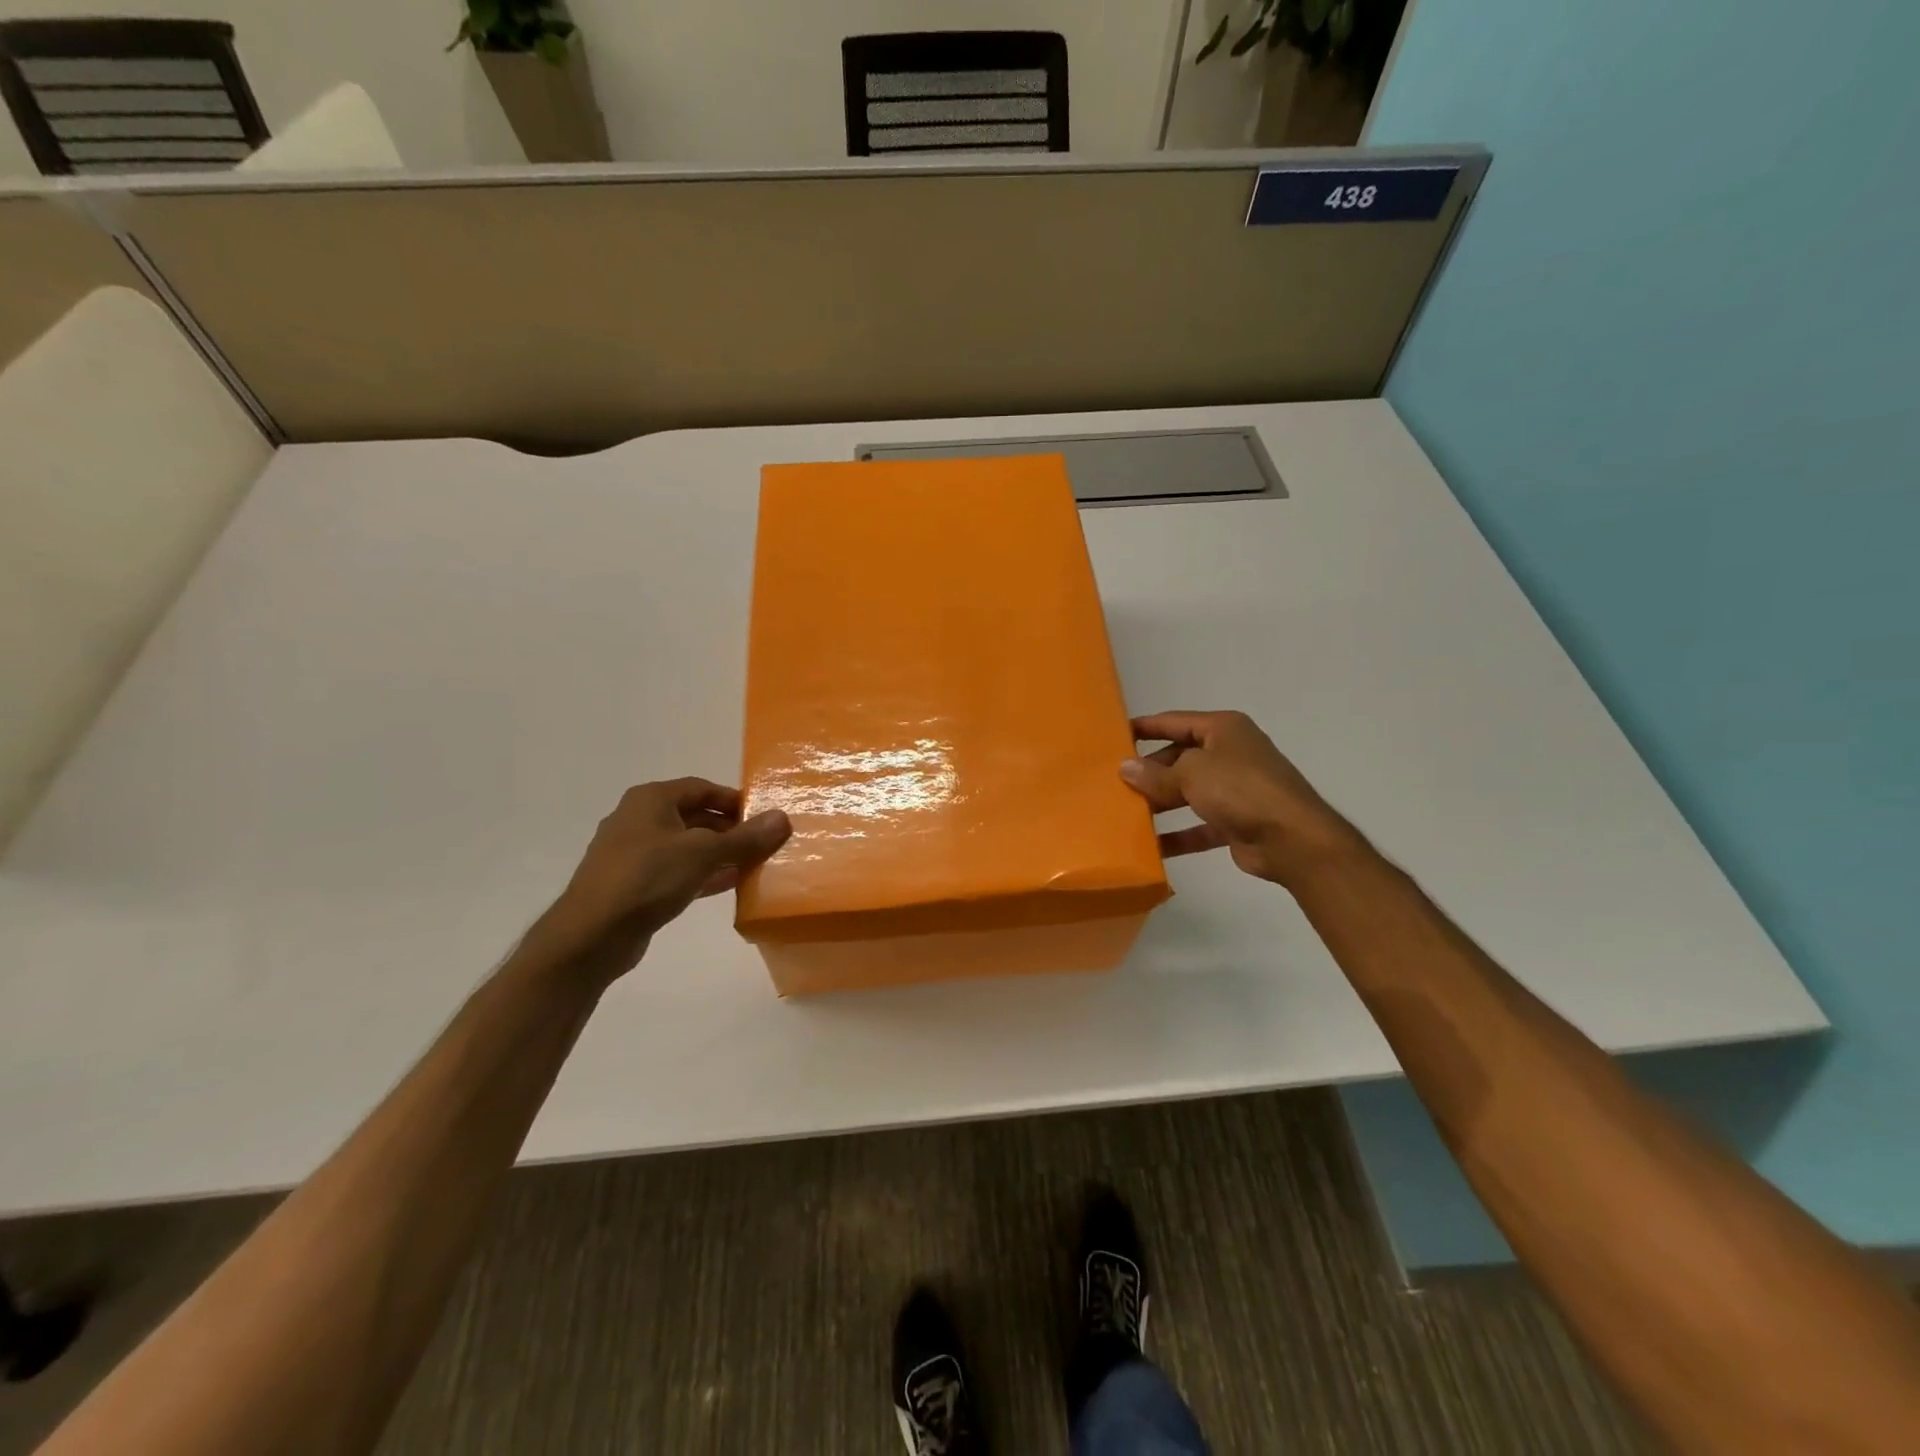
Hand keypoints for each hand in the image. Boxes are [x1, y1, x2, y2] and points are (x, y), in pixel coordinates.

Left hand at [528, 779, 790, 983]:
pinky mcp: (634, 885)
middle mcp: (639, 820)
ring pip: (687, 846)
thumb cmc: (647, 878)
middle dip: (730, 830)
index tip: (763, 817)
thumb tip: (782, 818)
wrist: (591, 935)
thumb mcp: (704, 853)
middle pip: (695, 816)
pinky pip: (676, 871)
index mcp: (651, 800)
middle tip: (763, 843)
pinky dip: (702, 874)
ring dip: (719, 854)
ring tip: (753, 864)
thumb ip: (745, 837)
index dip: (734, 800)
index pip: (702, 788)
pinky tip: (729, 885)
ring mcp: (634, 854)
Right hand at [1121, 711, 1361, 887]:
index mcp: (1223, 729)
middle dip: (1149, 771)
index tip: (1114, 736)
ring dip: (1160, 803)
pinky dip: (1178, 835)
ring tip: (1125, 812)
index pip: (1174, 721)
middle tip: (1114, 782)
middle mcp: (1230, 754)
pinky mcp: (1237, 821)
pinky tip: (1151, 846)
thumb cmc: (1240, 789)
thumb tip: (1125, 768)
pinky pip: (1199, 825)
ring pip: (1187, 792)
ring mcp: (1235, 789)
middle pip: (1179, 757)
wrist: (1292, 839)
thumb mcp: (1191, 773)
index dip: (1145, 727)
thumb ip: (1155, 773)